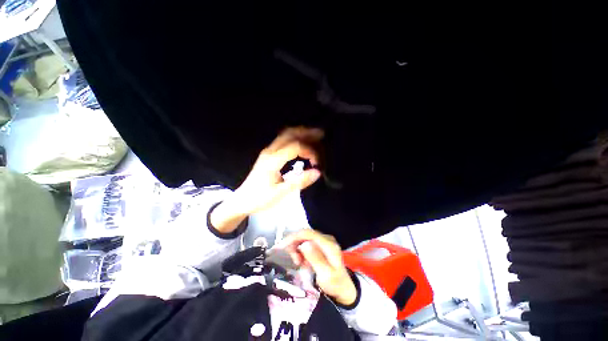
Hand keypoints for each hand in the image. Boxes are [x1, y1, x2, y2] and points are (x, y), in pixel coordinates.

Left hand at [232, 126, 322, 214]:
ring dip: (301, 133)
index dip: (309, 151)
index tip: (317, 163)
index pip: (295, 147)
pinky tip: (302, 143)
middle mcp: (270, 151)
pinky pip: (283, 140)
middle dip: (306, 133)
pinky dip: (295, 138)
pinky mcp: (268, 155)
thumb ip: (299, 182)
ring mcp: (268, 151)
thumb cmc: (260, 198)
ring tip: (315, 136)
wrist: (242, 200)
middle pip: (289, 134)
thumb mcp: (280, 193)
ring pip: (285, 135)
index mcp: (273, 160)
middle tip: (321, 135)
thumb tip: (317, 172)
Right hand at [279, 229, 356, 305]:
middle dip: (294, 244)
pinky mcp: (320, 244)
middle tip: (293, 260)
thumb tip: (304, 244)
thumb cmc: (335, 283)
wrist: (343, 287)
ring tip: (298, 262)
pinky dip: (300, 250)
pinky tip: (302, 261)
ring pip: (304, 238)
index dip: (294, 237)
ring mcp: (323, 241)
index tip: (282, 246)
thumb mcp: (326, 275)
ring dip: (297, 248)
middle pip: (305, 234)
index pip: (308, 234)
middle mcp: (326, 238)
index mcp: (328, 244)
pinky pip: (305, 243)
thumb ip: (316, 259)